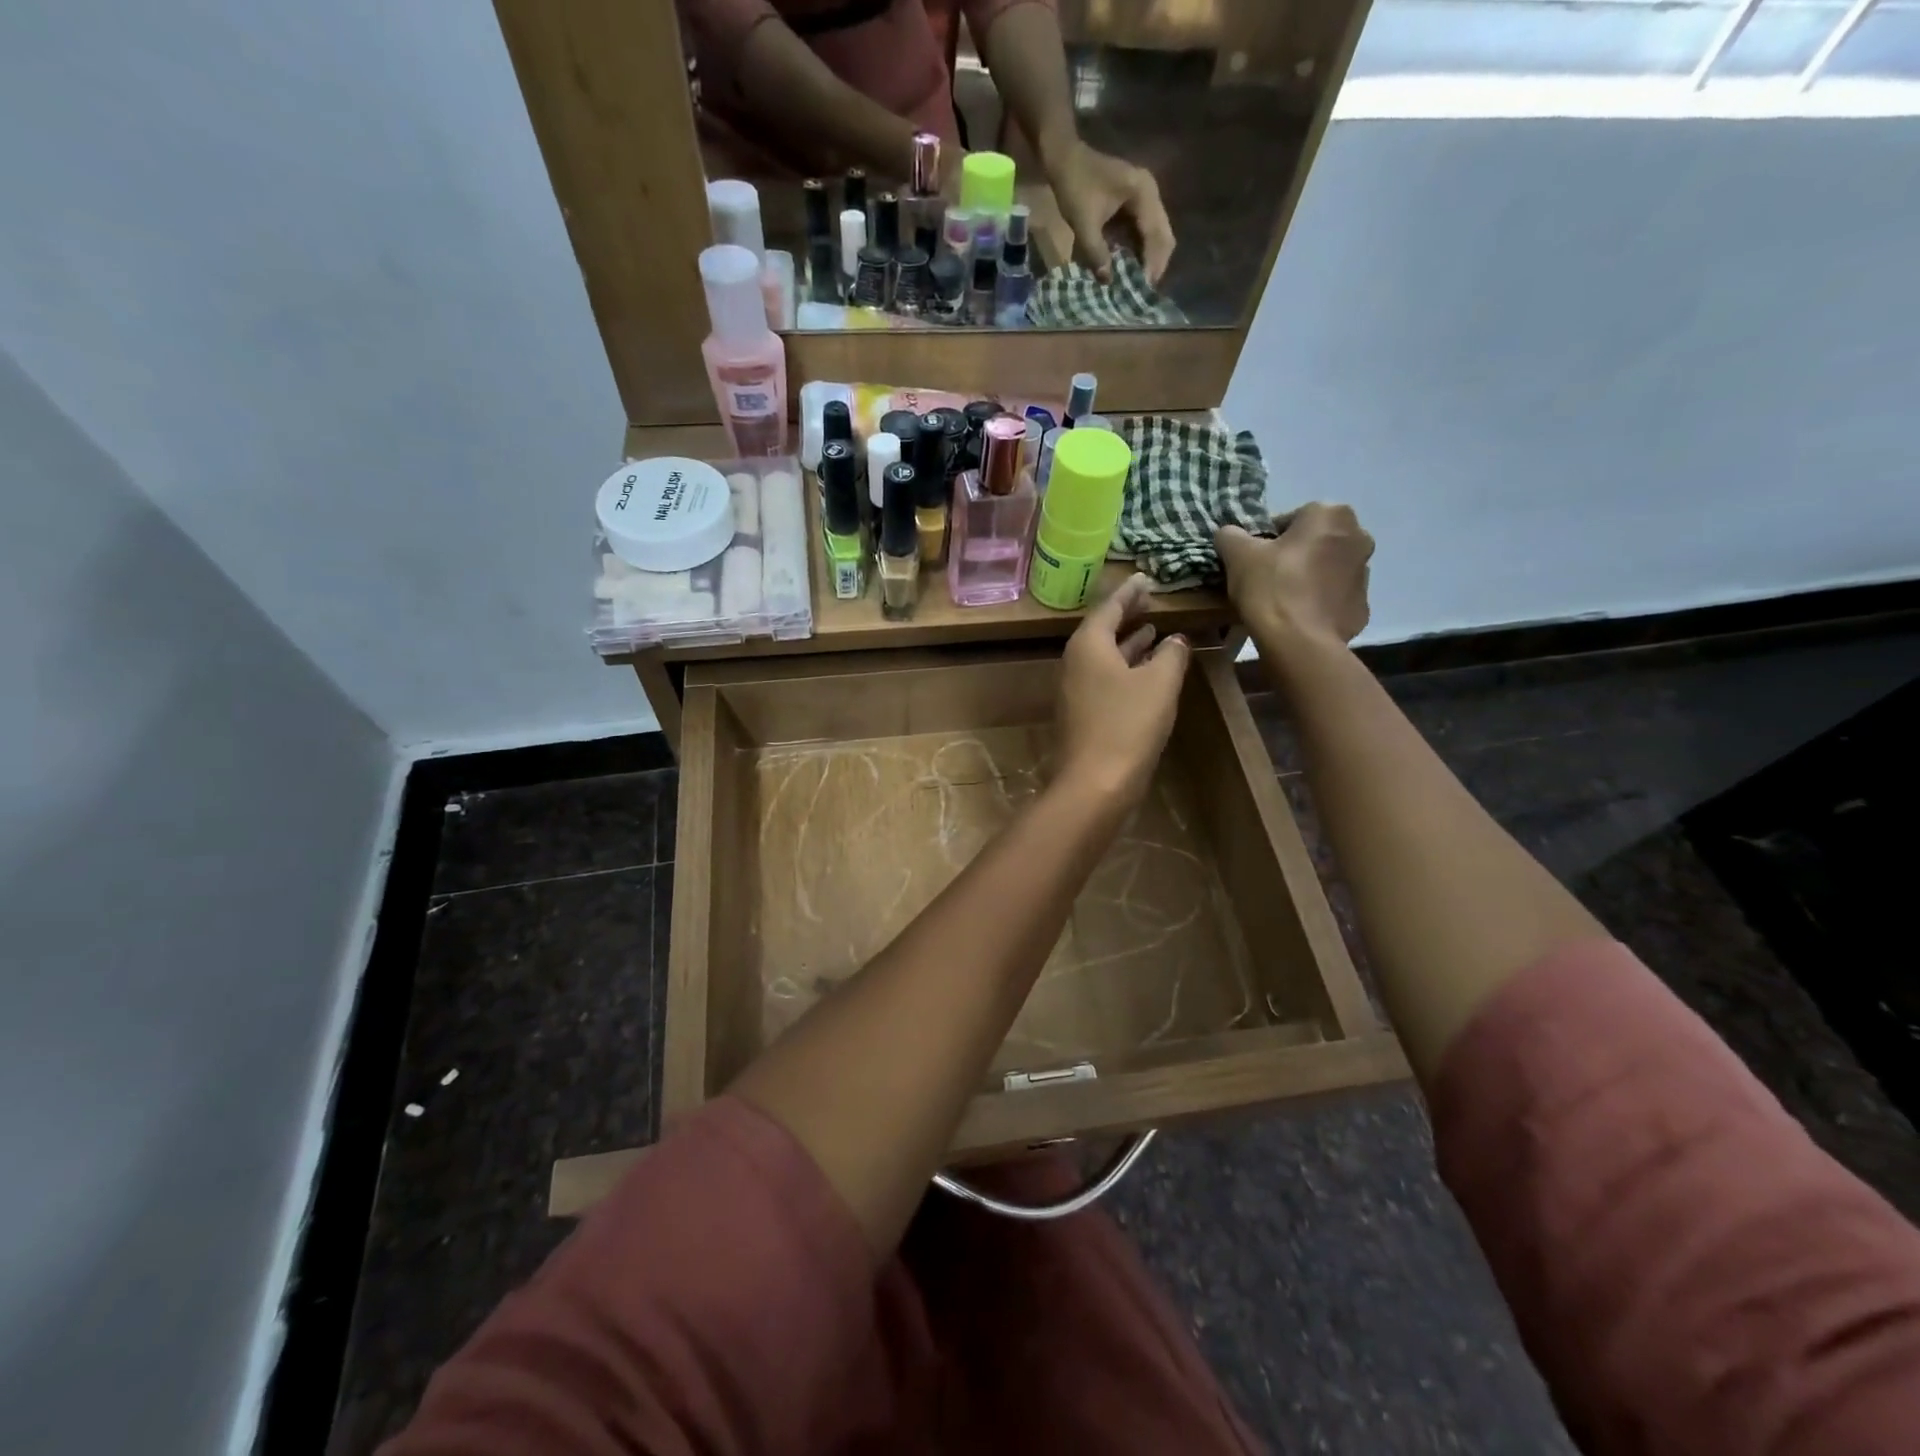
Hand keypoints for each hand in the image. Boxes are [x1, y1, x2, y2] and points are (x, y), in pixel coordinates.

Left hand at [1043, 140, 1174, 284]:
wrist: (1065, 157)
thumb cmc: (1075, 186)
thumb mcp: (1084, 224)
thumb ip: (1097, 254)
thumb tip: (1108, 282)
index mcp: (1143, 193)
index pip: (1155, 234)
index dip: (1151, 263)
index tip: (1143, 289)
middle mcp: (1151, 193)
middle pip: (1163, 235)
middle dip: (1155, 264)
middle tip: (1144, 291)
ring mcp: (1145, 197)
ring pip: (1156, 234)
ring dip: (1148, 258)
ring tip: (1138, 283)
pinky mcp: (1135, 203)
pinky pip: (1144, 231)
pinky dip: (1139, 249)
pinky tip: (1130, 267)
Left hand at [1053, 575, 1190, 808]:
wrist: (1095, 783)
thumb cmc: (1127, 725)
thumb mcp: (1159, 683)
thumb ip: (1171, 655)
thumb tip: (1176, 639)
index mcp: (1088, 645)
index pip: (1109, 607)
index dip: (1129, 592)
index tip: (1145, 577)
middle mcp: (1075, 663)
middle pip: (1102, 630)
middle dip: (1127, 615)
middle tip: (1150, 600)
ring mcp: (1075, 690)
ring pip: (1104, 656)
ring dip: (1128, 643)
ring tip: (1154, 630)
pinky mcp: (1083, 714)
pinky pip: (1105, 678)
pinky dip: (1125, 667)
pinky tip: (1146, 672)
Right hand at [1216, 505, 1374, 648]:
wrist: (1300, 643)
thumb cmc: (1271, 588)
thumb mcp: (1237, 555)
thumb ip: (1230, 535)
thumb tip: (1228, 534)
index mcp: (1330, 514)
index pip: (1289, 519)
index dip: (1265, 540)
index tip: (1251, 561)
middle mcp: (1358, 536)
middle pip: (1313, 542)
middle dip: (1292, 555)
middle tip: (1265, 579)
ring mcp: (1365, 574)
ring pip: (1326, 569)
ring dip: (1307, 578)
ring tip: (1280, 601)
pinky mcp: (1362, 606)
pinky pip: (1334, 598)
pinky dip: (1318, 603)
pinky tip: (1297, 618)